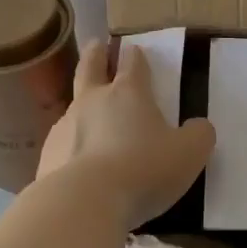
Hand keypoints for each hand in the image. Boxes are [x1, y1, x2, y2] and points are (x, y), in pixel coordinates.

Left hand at [37, 40, 215, 227]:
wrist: (85, 202)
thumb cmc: (144, 169)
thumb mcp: (189, 153)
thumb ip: (199, 135)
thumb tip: (199, 127)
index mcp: (128, 94)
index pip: (132, 64)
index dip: (135, 55)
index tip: (134, 50)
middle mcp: (92, 101)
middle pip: (90, 67)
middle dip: (96, 54)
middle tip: (97, 45)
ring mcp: (64, 127)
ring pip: (73, 107)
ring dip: (82, 106)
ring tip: (89, 118)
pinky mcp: (47, 156)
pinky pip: (63, 144)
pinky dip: (72, 147)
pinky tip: (79, 163)